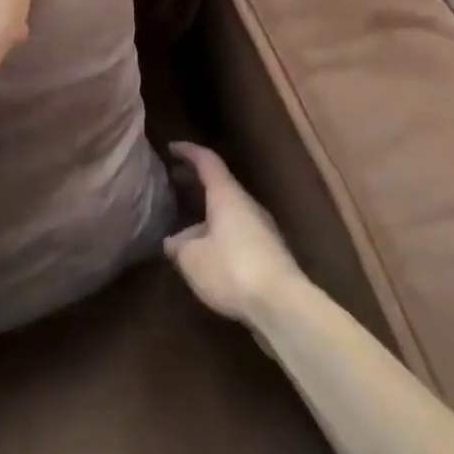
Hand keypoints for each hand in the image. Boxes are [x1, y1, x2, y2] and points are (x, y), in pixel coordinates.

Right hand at [164, 143, 305, 322]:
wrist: (283, 305)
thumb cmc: (231, 269)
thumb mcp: (192, 258)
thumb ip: (179, 246)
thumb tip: (173, 242)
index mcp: (227, 195)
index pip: (207, 161)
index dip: (188, 151)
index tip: (171, 148)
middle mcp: (247, 205)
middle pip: (220, 185)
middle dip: (196, 182)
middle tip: (174, 182)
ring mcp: (262, 229)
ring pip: (229, 212)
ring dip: (207, 214)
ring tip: (184, 230)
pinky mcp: (270, 253)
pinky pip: (238, 233)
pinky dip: (219, 234)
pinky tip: (207, 256)